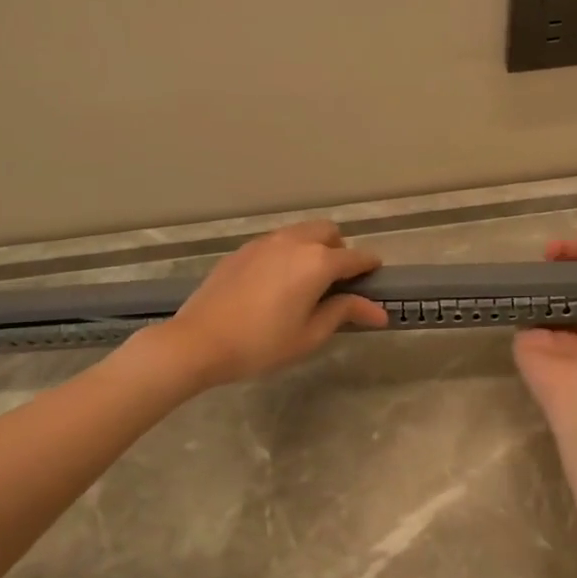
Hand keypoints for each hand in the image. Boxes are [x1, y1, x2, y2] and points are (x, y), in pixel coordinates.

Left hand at [156, 221, 388, 387]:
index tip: (376, 278)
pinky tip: (277, 283)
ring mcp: (265, 242)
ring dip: (314, 248)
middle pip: (329, 232)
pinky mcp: (243, 250)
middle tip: (338, 281)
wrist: (198, 341)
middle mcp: (294, 242)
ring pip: (301, 232)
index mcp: (317, 262)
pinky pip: (277, 242)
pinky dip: (288, 253)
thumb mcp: (309, 335)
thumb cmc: (261, 344)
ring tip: (306, 281)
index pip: (356, 257)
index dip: (370, 267)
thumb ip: (344, 313)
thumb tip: (378, 311)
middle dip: (340, 250)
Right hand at [513, 239, 576, 436]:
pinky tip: (535, 269)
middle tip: (569, 247)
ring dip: (550, 273)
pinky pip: (525, 311)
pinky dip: (527, 290)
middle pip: (571, 293)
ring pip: (547, 297)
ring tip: (554, 249)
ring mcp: (550, 340)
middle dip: (572, 266)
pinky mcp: (527, 342)